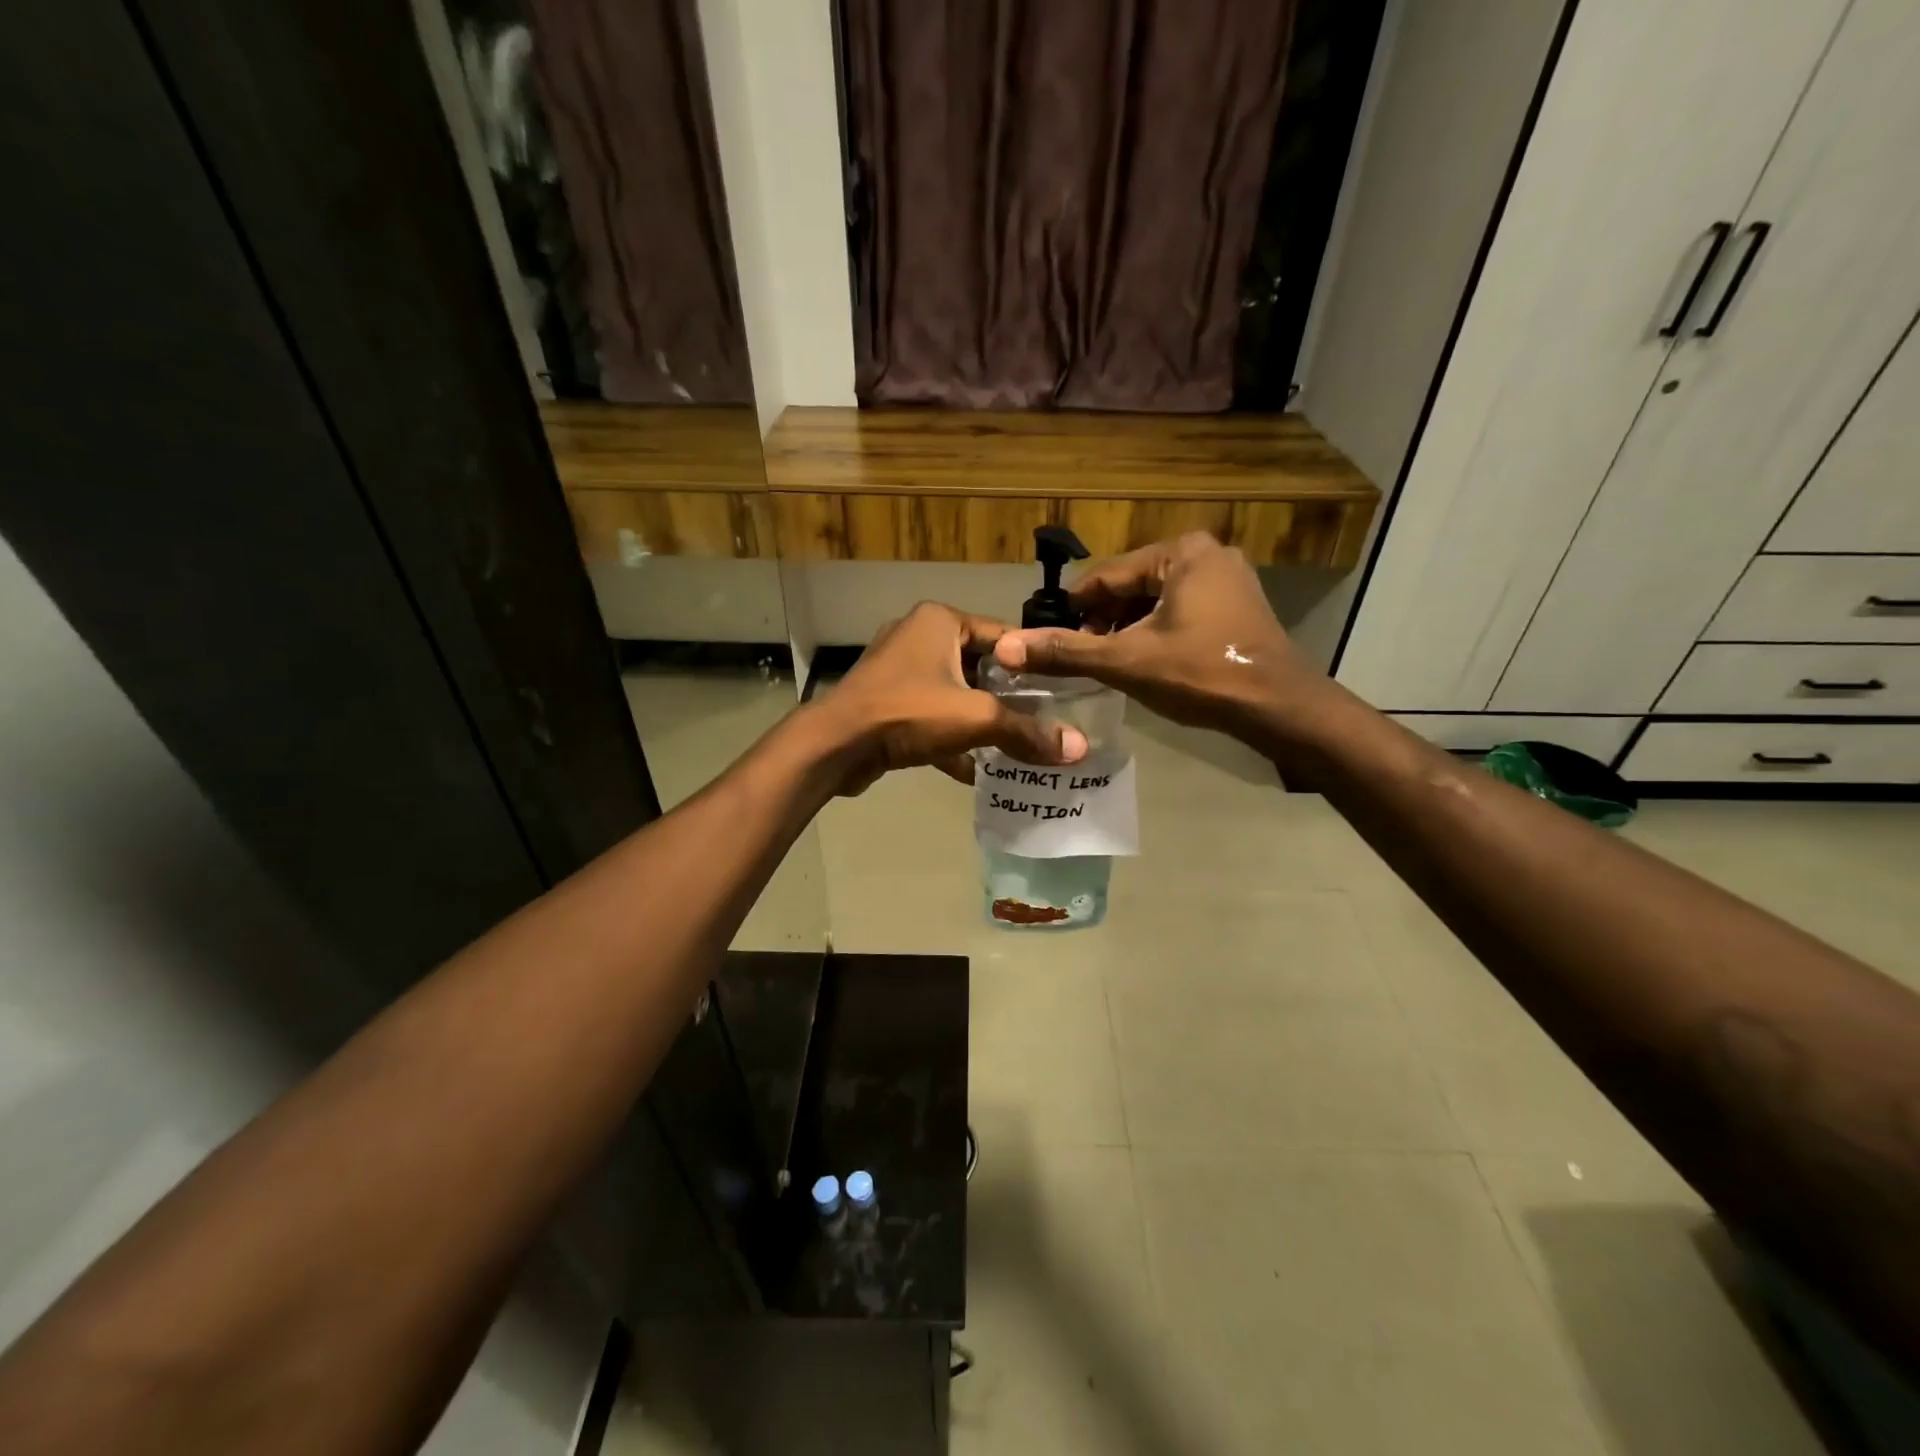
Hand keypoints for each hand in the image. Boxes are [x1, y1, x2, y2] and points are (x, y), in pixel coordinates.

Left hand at [818, 602, 1088, 793]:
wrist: (835, 746)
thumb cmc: (908, 713)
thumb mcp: (976, 718)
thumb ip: (1027, 732)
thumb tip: (1079, 749)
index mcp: (940, 620)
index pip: (1003, 636)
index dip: (1034, 664)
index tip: (1063, 692)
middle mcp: (918, 636)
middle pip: (980, 667)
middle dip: (1008, 698)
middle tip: (1044, 723)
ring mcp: (898, 670)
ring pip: (954, 694)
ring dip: (979, 721)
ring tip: (1016, 747)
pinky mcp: (885, 701)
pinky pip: (930, 716)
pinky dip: (950, 739)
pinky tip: (974, 770)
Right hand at [993, 533, 1322, 735]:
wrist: (1280, 708)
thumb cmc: (1201, 674)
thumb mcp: (1126, 661)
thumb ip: (1066, 652)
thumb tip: (1006, 648)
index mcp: (1180, 552)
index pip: (1105, 577)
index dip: (1073, 611)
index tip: (1049, 641)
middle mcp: (1207, 553)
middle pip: (1131, 587)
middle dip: (1103, 622)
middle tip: (1082, 659)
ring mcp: (1228, 579)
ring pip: (1155, 601)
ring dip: (1128, 630)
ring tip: (1109, 665)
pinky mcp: (1239, 606)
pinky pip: (1181, 611)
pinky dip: (1157, 632)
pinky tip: (1145, 662)